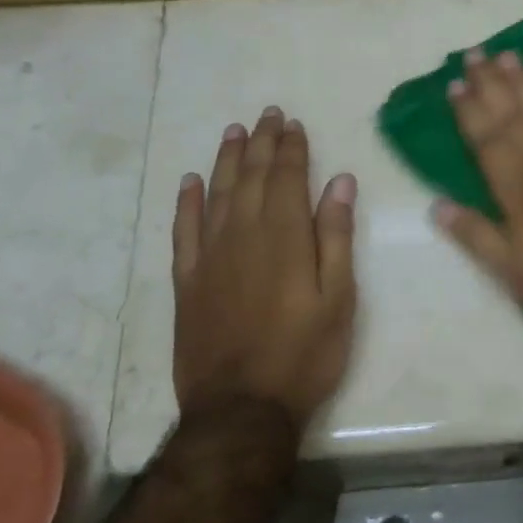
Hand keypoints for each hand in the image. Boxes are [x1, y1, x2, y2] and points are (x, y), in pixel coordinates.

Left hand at [172, 107, 357, 425]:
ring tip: (234, 132)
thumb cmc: (304, 354)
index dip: (291, 148)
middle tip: (266, 115)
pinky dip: (186, 202)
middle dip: (260, 143)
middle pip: (250, 177)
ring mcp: (209, 257)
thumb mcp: (339, 299)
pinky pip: (182, 230)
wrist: (242, 407)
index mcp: (285, 237)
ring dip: (225, 160)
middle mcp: (243, 235)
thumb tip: (340, 182)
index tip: (293, 123)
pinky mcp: (187, 281)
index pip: (287, 178)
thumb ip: (336, 237)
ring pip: (216, 195)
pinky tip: (190, 182)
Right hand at [436, 48, 522, 343]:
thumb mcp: (516, 276)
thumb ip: (477, 237)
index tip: (454, 84)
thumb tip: (437, 205)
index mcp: (520, 191)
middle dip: (491, 84)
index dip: (468, 112)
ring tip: (508, 56)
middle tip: (474, 54)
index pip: (486, 141)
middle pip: (514, 116)